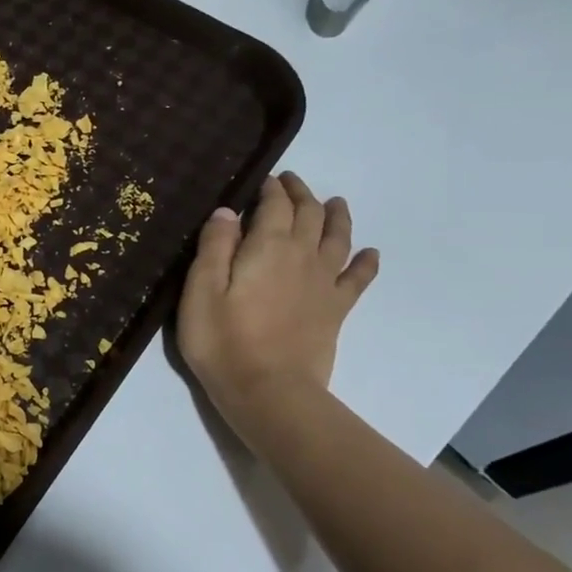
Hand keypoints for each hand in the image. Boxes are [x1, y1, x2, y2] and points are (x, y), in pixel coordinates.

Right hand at [177, 172, 378, 421]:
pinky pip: (358, 279)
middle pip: (309, 214)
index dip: (270, 188)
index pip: (275, 205)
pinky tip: (370, 253)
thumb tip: (228, 211)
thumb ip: (214, 246)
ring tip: (335, 202)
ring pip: (338, 238)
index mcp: (268, 246)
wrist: (269, 392)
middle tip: (290, 183)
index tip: (263, 179)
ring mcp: (324, 284)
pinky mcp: (336, 310)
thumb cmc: (223, 341)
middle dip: (301, 194)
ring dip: (337, 216)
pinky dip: (366, 262)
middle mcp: (302, 256)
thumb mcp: (201, 290)